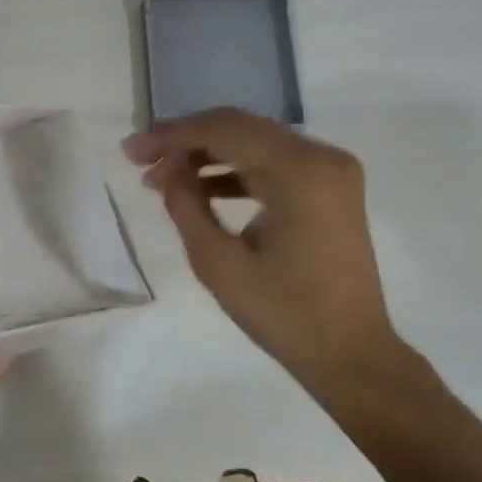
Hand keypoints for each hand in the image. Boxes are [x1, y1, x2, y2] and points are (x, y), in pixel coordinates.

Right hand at [124, 108, 411, 407]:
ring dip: (207, 154)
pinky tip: (199, 187)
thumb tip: (165, 171)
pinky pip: (273, 164)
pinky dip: (235, 170)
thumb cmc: (284, 314)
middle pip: (240, 128)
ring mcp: (330, 170)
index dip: (171, 135)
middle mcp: (321, 156)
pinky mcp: (329, 187)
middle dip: (186, 141)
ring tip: (161, 177)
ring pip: (254, 143)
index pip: (224, 130)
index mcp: (300, 171)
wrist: (351, 353)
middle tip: (140, 159)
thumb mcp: (219, 264)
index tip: (130, 150)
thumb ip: (186, 207)